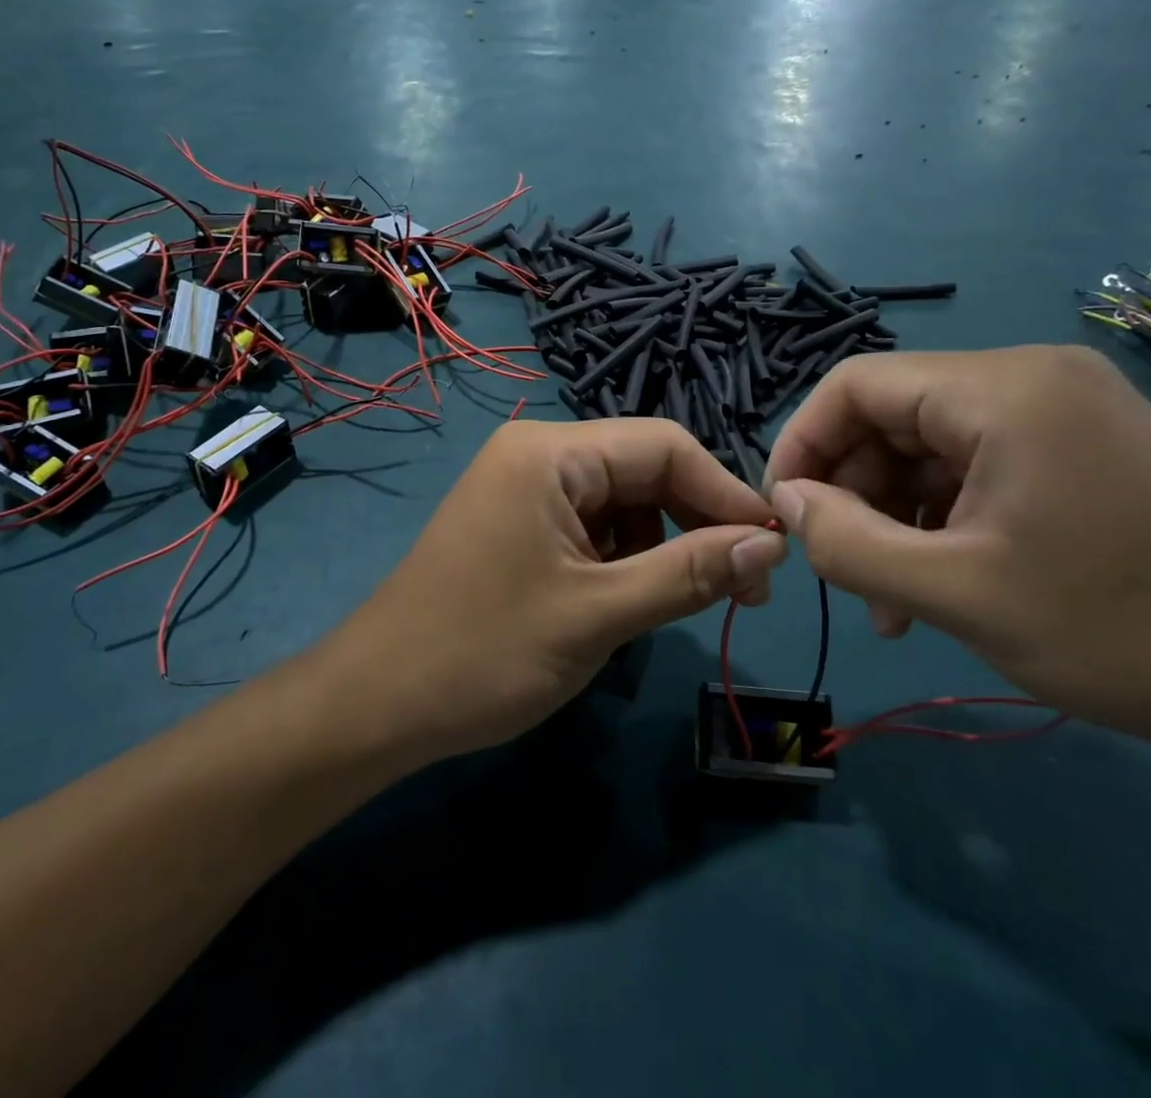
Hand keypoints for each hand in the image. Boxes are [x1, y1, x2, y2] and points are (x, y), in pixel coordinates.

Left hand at [318, 419, 784, 767]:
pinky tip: (625, 602)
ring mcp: (522, 488)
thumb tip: (770, 544)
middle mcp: (536, 454)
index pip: (663, 446)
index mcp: (550, 452)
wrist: (378, 703)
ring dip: (660, 546)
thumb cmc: (485, 653)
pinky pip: (589, 526)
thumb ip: (689, 572)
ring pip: (620, 502)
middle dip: (695, 523)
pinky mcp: (516, 523)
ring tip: (681, 602)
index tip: (772, 551)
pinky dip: (622, 559)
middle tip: (743, 590)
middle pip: (642, 470)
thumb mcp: (599, 614)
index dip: (725, 493)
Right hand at [764, 346, 1150, 760]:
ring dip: (894, 516)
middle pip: (893, 415)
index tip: (785, 514)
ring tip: (890, 600)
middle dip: (853, 492)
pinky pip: (976, 466)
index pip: (856, 384)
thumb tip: (786, 502)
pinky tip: (937, 584)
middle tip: (844, 572)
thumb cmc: (1117, 632)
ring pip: (929, 447)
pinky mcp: (1081, 446)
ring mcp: (1063, 410)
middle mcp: (1031, 377)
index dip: (803, 443)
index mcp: (1002, 390)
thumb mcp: (955, 595)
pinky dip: (941, 518)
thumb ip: (847, 543)